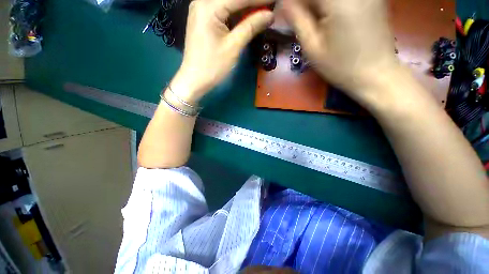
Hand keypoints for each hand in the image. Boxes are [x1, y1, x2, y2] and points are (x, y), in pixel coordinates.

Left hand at [171, 0, 273, 103]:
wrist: (195, 79)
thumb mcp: (233, 47)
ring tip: (261, 13)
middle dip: (252, 3)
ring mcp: (201, 10)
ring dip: (245, 8)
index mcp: (208, 7)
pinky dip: (235, 14)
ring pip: (228, 4)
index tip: (275, 1)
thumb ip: (251, 27)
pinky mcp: (203, 20)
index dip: (259, 0)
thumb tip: (270, 15)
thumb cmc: (213, 66)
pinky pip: (222, 11)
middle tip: (269, 8)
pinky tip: (247, 17)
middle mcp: (202, 2)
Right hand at [283, 0, 400, 107]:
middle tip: (302, 19)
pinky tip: (330, 18)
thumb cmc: (339, 66)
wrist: (375, 73)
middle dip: (307, 4)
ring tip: (316, 22)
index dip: (295, 2)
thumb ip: (297, 20)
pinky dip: (330, 7)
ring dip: (318, 6)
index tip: (289, 13)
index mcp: (338, 1)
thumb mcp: (312, 47)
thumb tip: (285, 2)